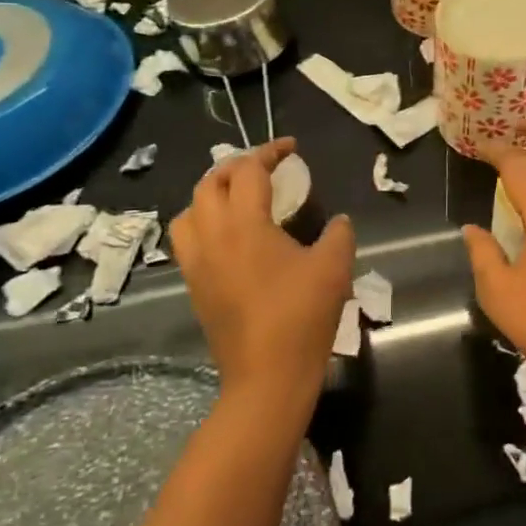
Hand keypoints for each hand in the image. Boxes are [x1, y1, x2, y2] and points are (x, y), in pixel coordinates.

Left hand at [170, 139, 354, 409]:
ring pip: (189, 211)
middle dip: (236, 166)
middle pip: (210, 182)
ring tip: (239, 198)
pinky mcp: (194, 286)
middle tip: (265, 169)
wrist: (267, 377)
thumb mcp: (334, 267)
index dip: (270, 152)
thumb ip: (339, 234)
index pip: (249, 171)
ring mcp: (197, 263)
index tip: (291, 148)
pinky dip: (203, 222)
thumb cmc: (302, 316)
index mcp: (244, 225)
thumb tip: (338, 221)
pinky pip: (187, 240)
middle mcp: (212, 237)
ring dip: (212, 194)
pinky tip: (230, 236)